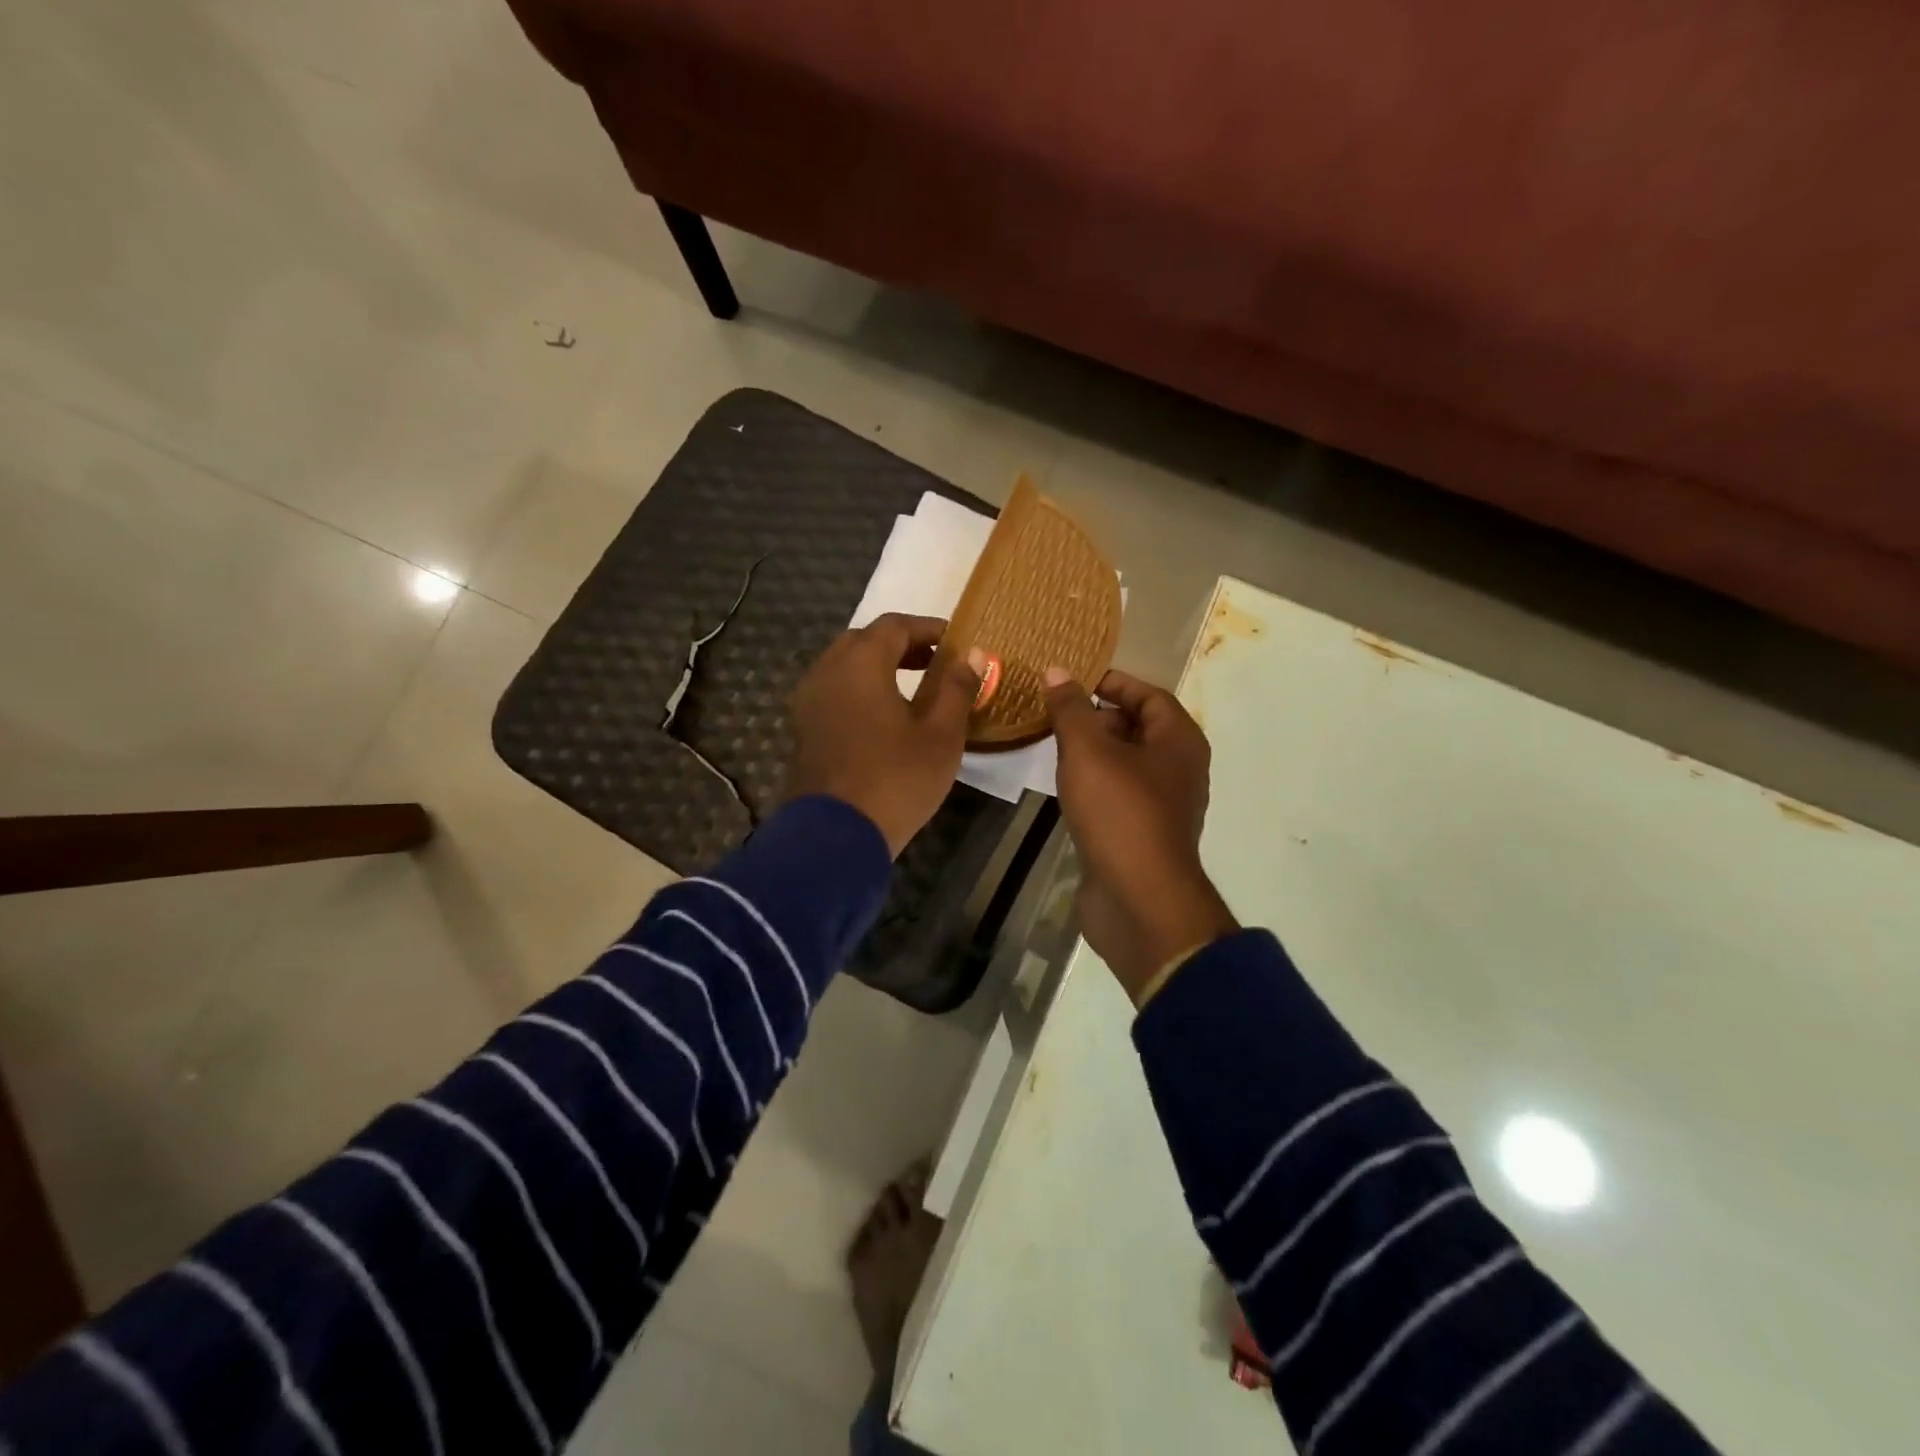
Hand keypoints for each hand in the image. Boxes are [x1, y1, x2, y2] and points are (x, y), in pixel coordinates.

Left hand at [788, 614, 987, 857]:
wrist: (834, 837)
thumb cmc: (896, 780)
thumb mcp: (941, 736)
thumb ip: (957, 688)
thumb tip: (975, 654)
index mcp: (861, 663)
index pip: (895, 626)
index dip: (928, 628)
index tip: (955, 642)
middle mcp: (827, 671)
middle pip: (864, 640)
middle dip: (901, 645)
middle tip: (934, 663)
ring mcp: (808, 701)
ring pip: (844, 666)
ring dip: (878, 667)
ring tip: (912, 690)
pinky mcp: (803, 728)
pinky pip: (833, 692)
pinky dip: (859, 690)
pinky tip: (882, 717)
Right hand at [1044, 666, 1237, 1002]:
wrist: (1139, 899)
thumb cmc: (1119, 813)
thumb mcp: (1088, 751)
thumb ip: (1071, 709)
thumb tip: (1057, 672)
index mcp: (1179, 741)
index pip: (1150, 695)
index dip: (1113, 682)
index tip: (1073, 681)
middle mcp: (1179, 769)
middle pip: (1140, 728)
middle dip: (1100, 716)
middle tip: (1057, 714)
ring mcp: (1163, 805)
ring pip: (1128, 764)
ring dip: (1095, 752)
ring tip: (1054, 745)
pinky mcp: (1144, 835)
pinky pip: (1120, 795)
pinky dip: (1096, 784)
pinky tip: (1066, 788)